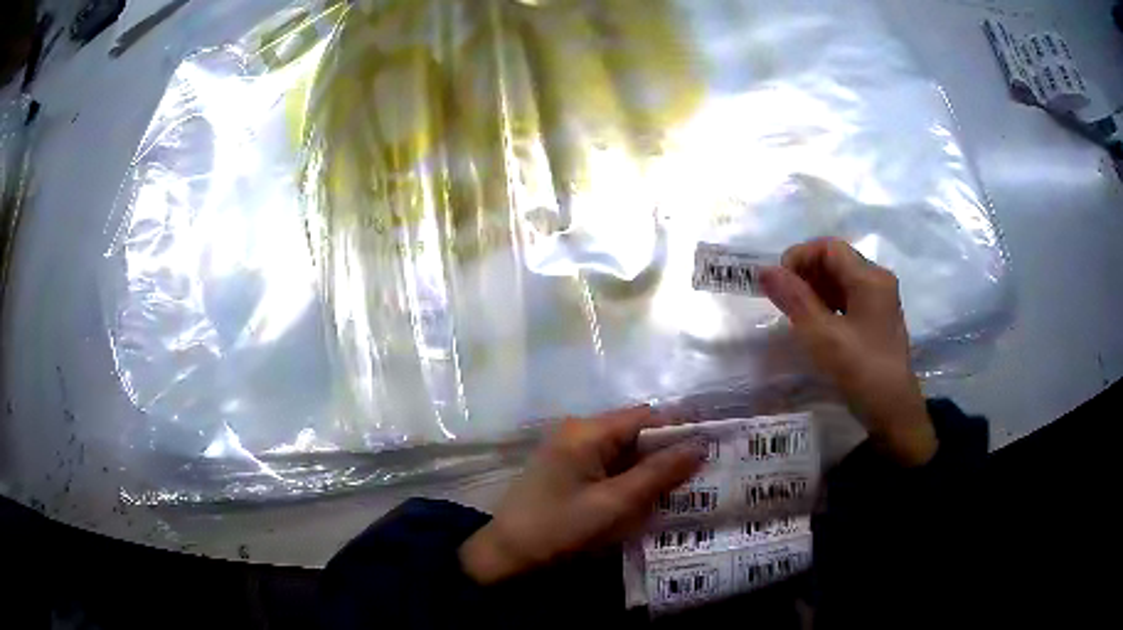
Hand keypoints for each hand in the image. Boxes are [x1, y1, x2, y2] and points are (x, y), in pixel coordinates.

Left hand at [459, 407, 703, 583]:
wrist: (506, 556)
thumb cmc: (559, 529)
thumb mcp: (614, 504)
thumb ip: (658, 473)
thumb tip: (700, 445)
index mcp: (587, 432)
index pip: (647, 417)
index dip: (682, 429)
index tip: (715, 445)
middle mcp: (579, 433)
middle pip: (636, 433)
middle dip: (670, 452)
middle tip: (707, 472)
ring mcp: (571, 453)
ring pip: (625, 453)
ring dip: (653, 469)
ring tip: (689, 486)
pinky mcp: (569, 472)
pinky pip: (610, 468)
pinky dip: (633, 480)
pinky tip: (653, 497)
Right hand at [758, 238, 937, 466]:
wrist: (893, 412)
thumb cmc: (860, 370)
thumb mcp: (822, 335)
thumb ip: (794, 299)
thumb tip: (765, 270)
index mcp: (870, 277)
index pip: (828, 247)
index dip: (799, 257)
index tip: (778, 283)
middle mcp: (878, 281)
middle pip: (836, 261)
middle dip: (806, 273)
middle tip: (783, 300)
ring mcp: (880, 301)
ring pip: (841, 280)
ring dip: (815, 289)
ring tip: (795, 314)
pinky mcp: (877, 320)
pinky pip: (848, 299)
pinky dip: (828, 304)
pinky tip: (816, 325)